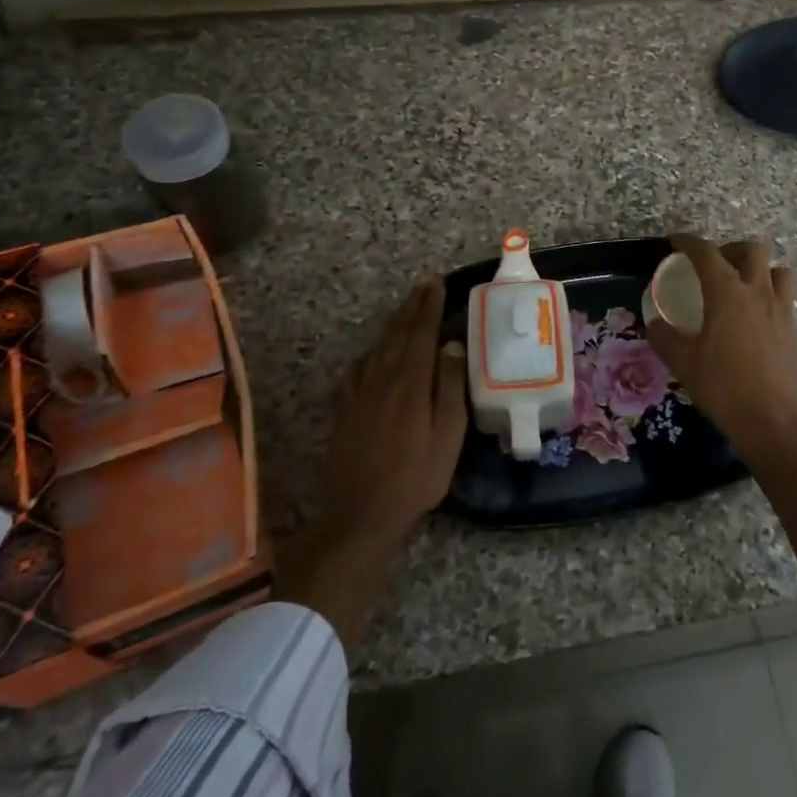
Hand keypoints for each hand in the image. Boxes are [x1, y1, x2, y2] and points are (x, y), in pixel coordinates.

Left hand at [277, 278, 466, 645]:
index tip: (437, 282)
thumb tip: (451, 345)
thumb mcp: (447, 435)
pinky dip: (372, 350)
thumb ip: (450, 387)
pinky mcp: (346, 409)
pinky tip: (375, 351)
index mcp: (409, 383)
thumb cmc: (416, 477)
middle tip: (424, 285)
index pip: (420, 332)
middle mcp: (381, 379)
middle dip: (412, 307)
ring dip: (394, 324)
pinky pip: (360, 367)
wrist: (361, 514)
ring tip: (407, 308)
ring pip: (378, 347)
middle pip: (397, 334)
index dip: (429, 305)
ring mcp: (359, 393)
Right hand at [645, 234, 796, 471]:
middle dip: (731, 249)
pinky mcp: (795, 331)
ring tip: (742, 287)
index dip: (689, 242)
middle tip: (715, 265)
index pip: (706, 253)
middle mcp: (758, 293)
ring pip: (778, 270)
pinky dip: (770, 297)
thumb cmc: (725, 389)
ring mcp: (782, 311)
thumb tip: (655, 322)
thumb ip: (665, 337)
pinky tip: (755, 321)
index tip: (676, 241)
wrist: (777, 424)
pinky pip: (785, 299)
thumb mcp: (684, 363)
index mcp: (728, 293)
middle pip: (752, 250)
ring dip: (760, 270)